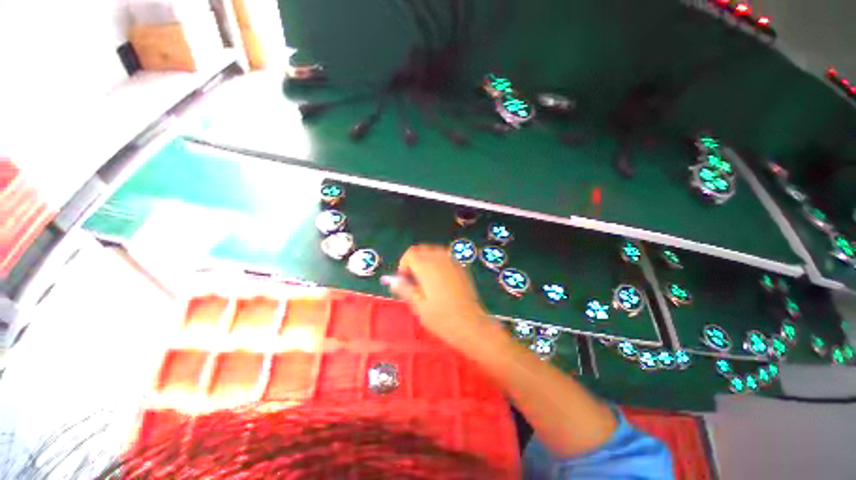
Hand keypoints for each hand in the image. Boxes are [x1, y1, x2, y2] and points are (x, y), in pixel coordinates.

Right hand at [389, 245, 490, 345]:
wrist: (470, 324)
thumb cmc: (442, 318)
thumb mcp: (418, 306)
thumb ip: (405, 289)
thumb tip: (393, 280)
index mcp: (427, 266)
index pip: (411, 253)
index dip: (404, 264)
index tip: (405, 280)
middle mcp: (440, 258)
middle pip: (422, 249)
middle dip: (414, 261)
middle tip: (414, 280)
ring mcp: (453, 261)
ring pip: (434, 251)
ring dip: (426, 260)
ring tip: (426, 279)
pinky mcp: (461, 267)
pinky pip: (445, 256)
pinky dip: (438, 262)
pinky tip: (440, 279)